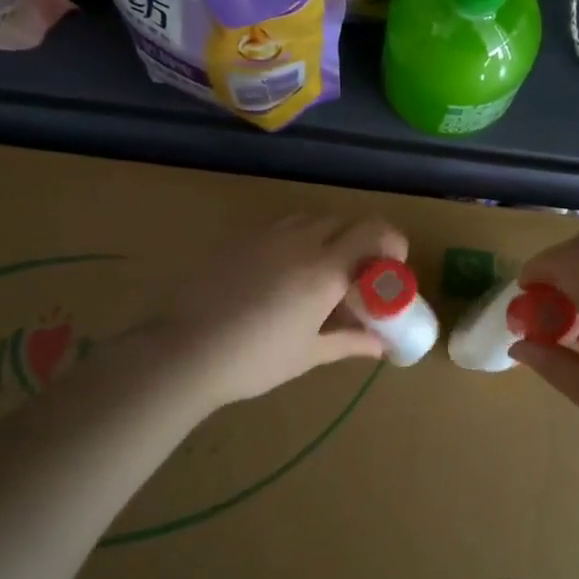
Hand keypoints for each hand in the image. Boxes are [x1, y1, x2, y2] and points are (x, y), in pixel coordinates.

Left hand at [155, 212, 407, 406]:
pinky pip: (282, 226)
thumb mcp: (310, 354)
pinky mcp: (241, 239)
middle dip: (361, 242)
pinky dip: (298, 238)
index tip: (392, 267)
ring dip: (329, 236)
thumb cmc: (256, 359)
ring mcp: (268, 236)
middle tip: (358, 276)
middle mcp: (302, 242)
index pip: (374, 232)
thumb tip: (380, 345)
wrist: (186, 351)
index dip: (392, 243)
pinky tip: (284, 271)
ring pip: (313, 219)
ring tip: (322, 271)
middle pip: (346, 221)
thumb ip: (350, 341)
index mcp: (326, 270)